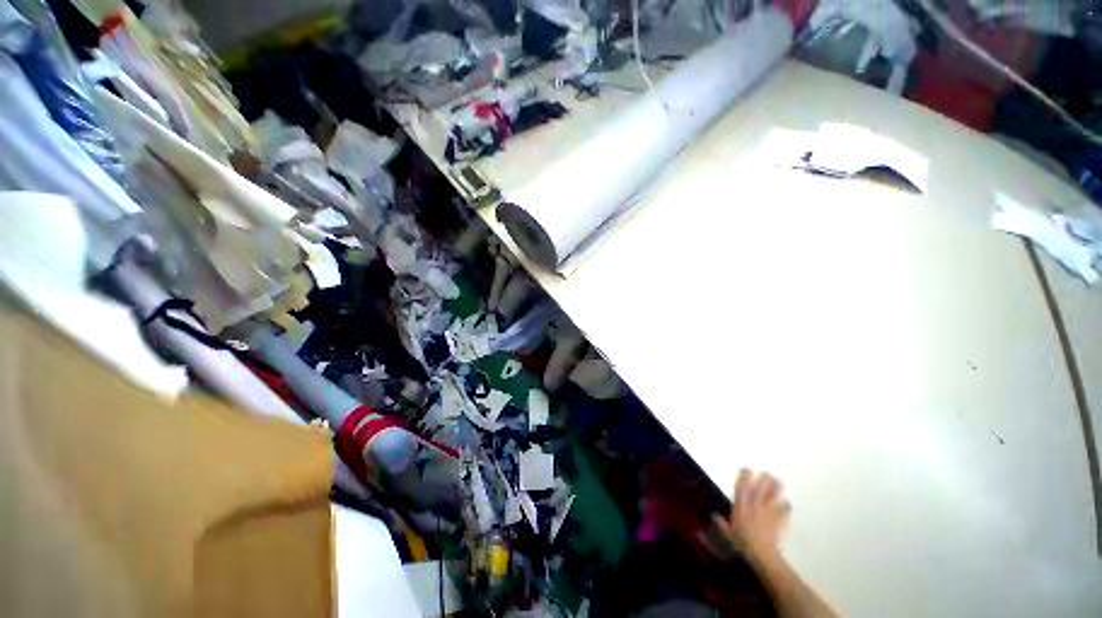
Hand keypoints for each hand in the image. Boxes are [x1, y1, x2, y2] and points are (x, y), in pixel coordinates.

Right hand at [713, 469, 790, 564]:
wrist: (761, 552)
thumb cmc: (742, 541)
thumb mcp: (728, 533)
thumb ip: (721, 523)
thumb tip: (713, 515)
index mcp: (741, 505)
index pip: (742, 486)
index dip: (744, 476)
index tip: (747, 469)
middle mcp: (754, 504)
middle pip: (760, 487)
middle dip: (764, 479)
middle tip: (767, 472)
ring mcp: (768, 510)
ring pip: (773, 494)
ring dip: (777, 487)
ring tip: (780, 481)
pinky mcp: (779, 518)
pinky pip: (784, 509)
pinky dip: (786, 505)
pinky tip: (788, 502)